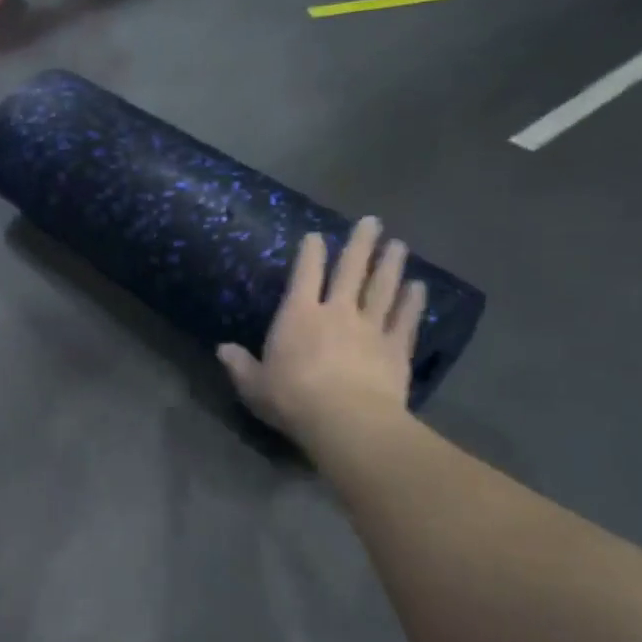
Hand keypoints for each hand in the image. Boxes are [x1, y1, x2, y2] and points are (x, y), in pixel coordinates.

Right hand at [218, 218, 425, 453]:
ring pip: (383, 288)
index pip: (305, 274)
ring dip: (391, 265)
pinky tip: (419, 288)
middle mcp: (337, 312)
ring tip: (398, 245)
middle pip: (351, 270)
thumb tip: (222, 349)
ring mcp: (370, 328)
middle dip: (361, 244)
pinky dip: (413, 303)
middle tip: (372, 221)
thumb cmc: (292, 399)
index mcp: (298, 315)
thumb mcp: (253, 385)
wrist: (346, 420)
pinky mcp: (396, 348)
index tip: (316, 235)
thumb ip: (239, 364)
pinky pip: (405, 319)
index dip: (310, 252)